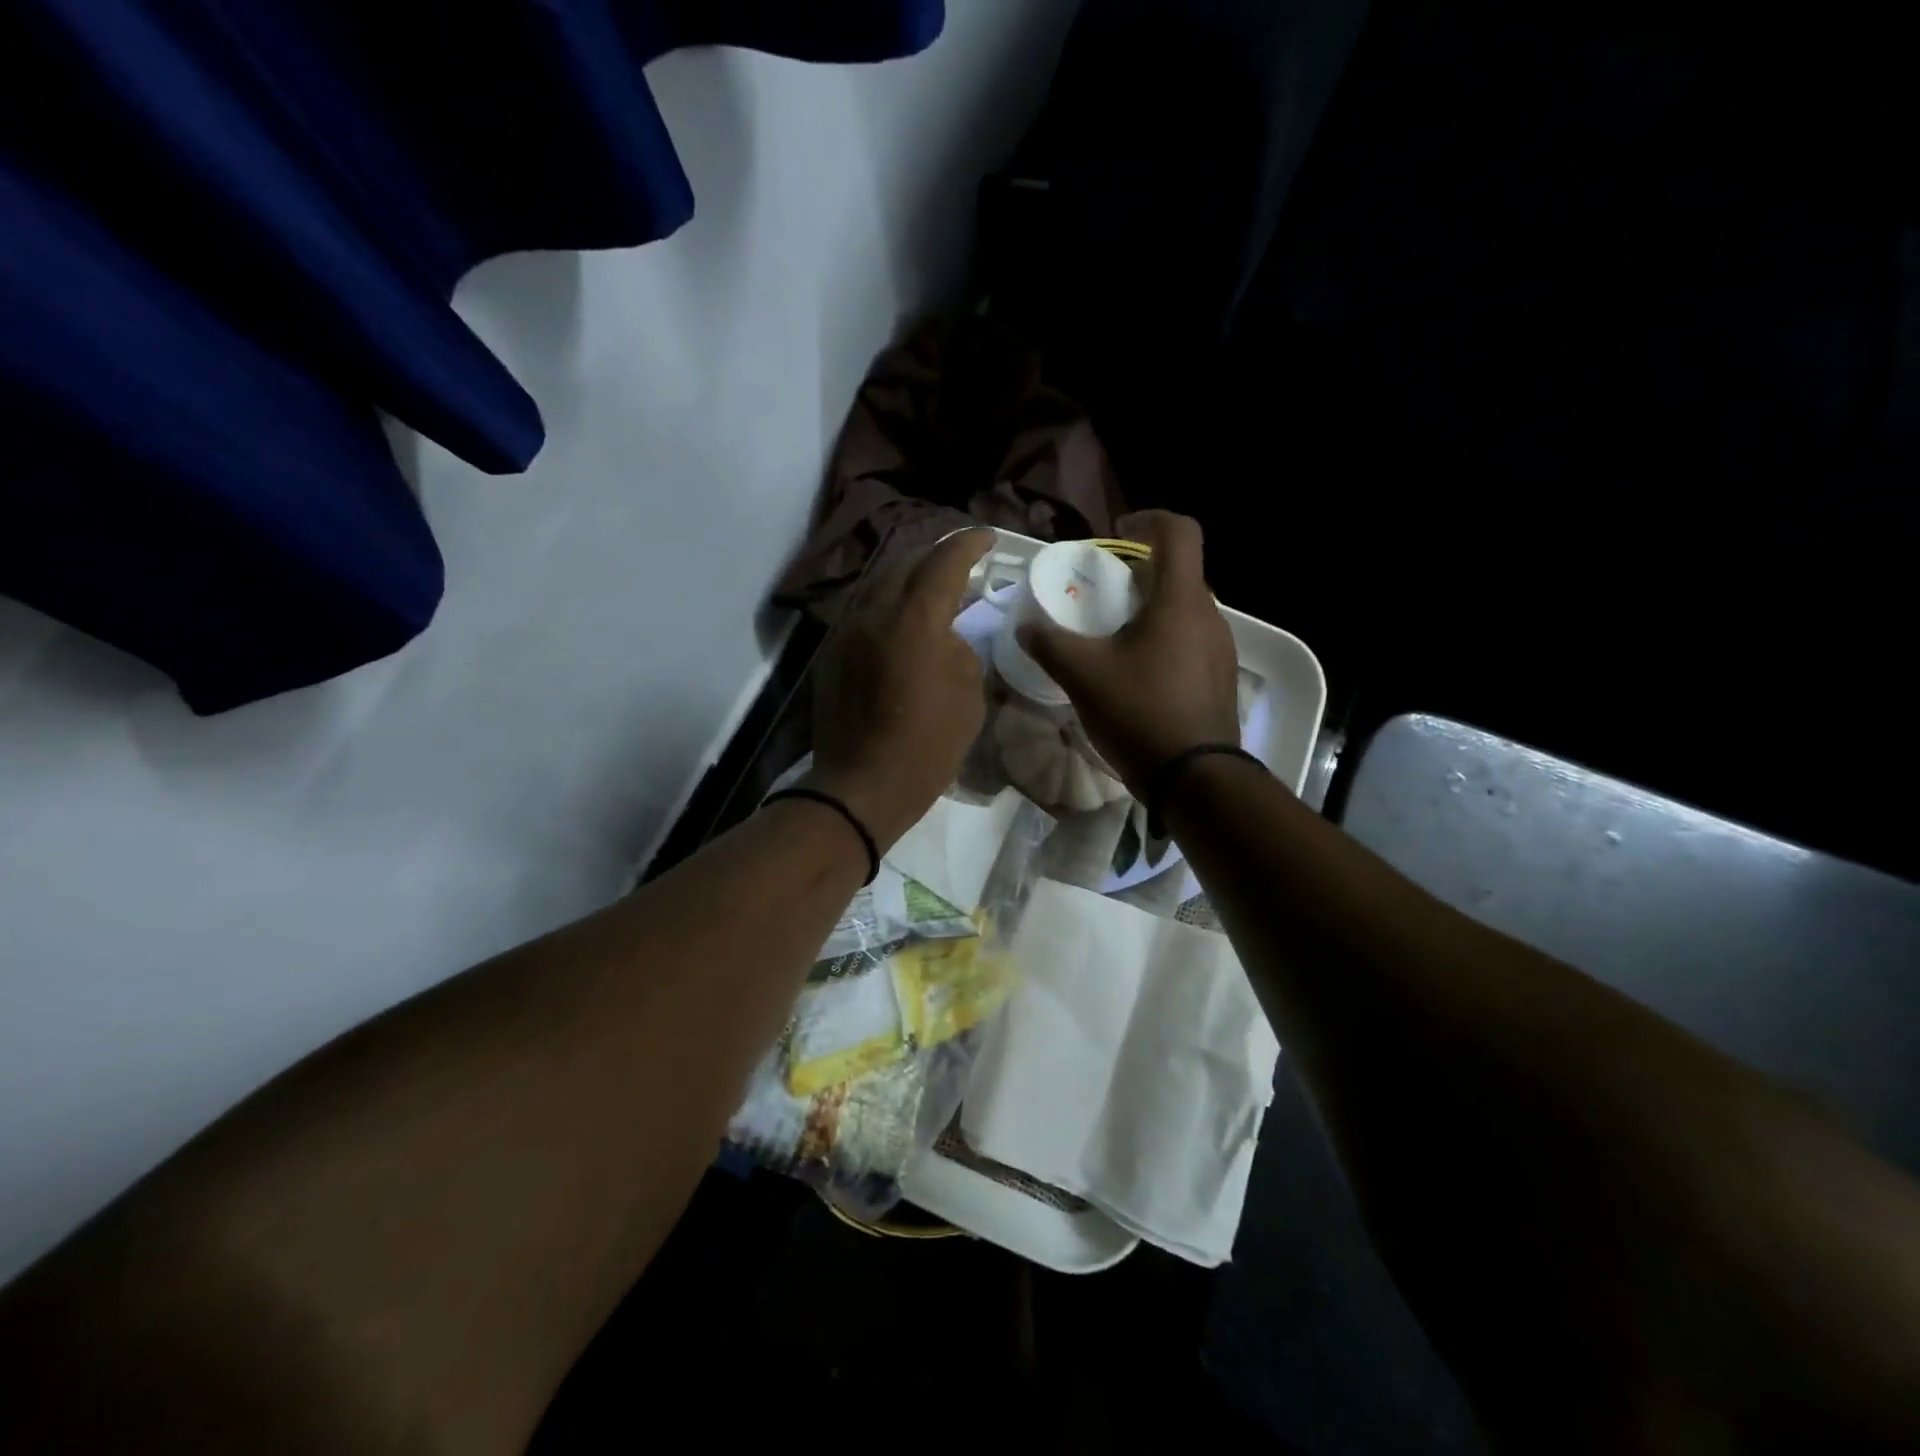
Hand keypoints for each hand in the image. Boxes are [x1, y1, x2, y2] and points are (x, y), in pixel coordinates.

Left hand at [804, 528, 994, 849]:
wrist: (862, 787)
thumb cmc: (927, 747)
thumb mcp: (968, 697)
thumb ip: (962, 652)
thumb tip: (947, 637)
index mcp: (915, 620)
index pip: (944, 560)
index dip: (969, 543)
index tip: (987, 538)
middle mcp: (874, 612)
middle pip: (906, 562)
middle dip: (936, 556)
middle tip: (960, 562)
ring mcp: (846, 630)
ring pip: (879, 583)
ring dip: (908, 578)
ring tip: (930, 587)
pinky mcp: (831, 652)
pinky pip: (863, 610)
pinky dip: (887, 604)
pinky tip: (901, 621)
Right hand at [1017, 511, 1239, 794]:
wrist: (1195, 778)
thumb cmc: (1140, 713)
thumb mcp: (1083, 676)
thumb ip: (1049, 643)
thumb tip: (1024, 626)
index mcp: (1180, 601)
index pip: (1179, 532)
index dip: (1148, 520)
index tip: (1117, 533)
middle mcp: (1210, 616)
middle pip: (1179, 573)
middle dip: (1141, 572)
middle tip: (1104, 592)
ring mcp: (1220, 649)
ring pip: (1185, 609)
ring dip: (1151, 608)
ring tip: (1115, 635)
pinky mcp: (1220, 678)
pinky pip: (1191, 640)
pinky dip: (1164, 639)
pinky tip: (1137, 673)